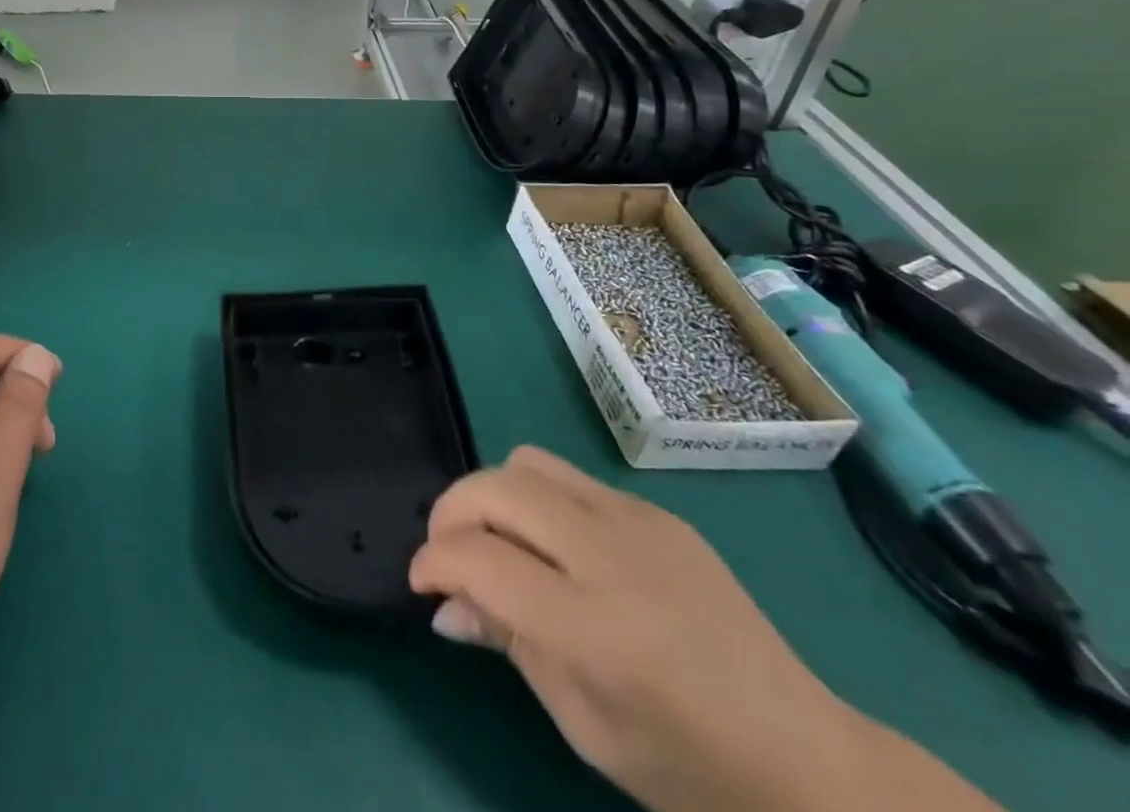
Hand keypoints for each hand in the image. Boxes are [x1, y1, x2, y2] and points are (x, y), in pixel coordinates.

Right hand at [410, 448, 999, 811]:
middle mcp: (610, 555)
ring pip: (527, 463)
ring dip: (492, 494)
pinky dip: (539, 500)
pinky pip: (571, 479)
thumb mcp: (584, 726)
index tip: (420, 583)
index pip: (478, 558)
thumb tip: (444, 604)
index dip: (432, 562)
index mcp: (593, 626)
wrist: (811, 763)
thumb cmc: (688, 767)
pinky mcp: (657, 512)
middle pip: (494, 488)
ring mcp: (638, 521)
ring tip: (496, 539)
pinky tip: (557, 550)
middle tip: (447, 553)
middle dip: (450, 512)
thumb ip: (508, 645)